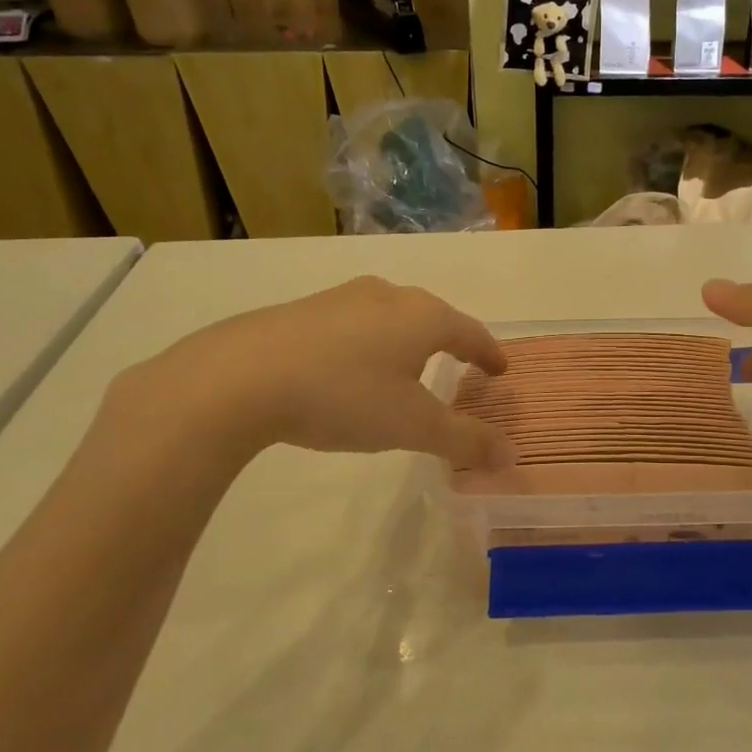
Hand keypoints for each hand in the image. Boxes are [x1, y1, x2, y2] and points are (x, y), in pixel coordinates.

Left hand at [112, 277, 515, 470]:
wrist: (239, 377)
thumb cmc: (344, 396)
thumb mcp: (412, 425)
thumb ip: (465, 440)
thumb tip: (512, 456)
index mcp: (422, 316)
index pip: (470, 332)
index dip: (489, 353)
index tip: (500, 369)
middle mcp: (386, 295)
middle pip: (431, 317)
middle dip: (449, 342)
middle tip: (460, 366)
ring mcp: (340, 298)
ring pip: (389, 316)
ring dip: (406, 341)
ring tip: (407, 367)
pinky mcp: (302, 310)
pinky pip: (353, 324)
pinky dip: (368, 344)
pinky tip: (351, 368)